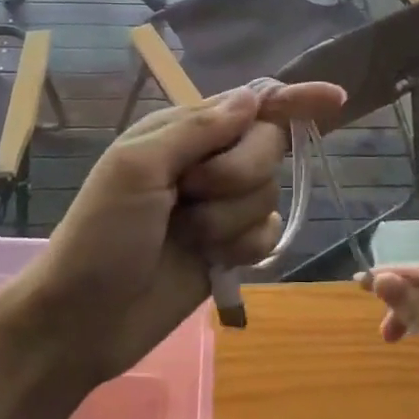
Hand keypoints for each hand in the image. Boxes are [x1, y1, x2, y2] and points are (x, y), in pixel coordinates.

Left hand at [26, 82, 344, 380]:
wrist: (84, 320)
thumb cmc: (101, 235)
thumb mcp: (137, 169)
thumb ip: (197, 130)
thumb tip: (253, 97)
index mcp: (184, 131)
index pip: (249, 104)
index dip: (293, 98)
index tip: (335, 97)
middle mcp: (208, 162)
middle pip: (266, 146)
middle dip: (237, 173)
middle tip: (190, 194)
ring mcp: (221, 206)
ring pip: (268, 192)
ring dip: (228, 219)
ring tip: (187, 236)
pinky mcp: (231, 248)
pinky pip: (268, 233)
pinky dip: (245, 247)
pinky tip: (215, 260)